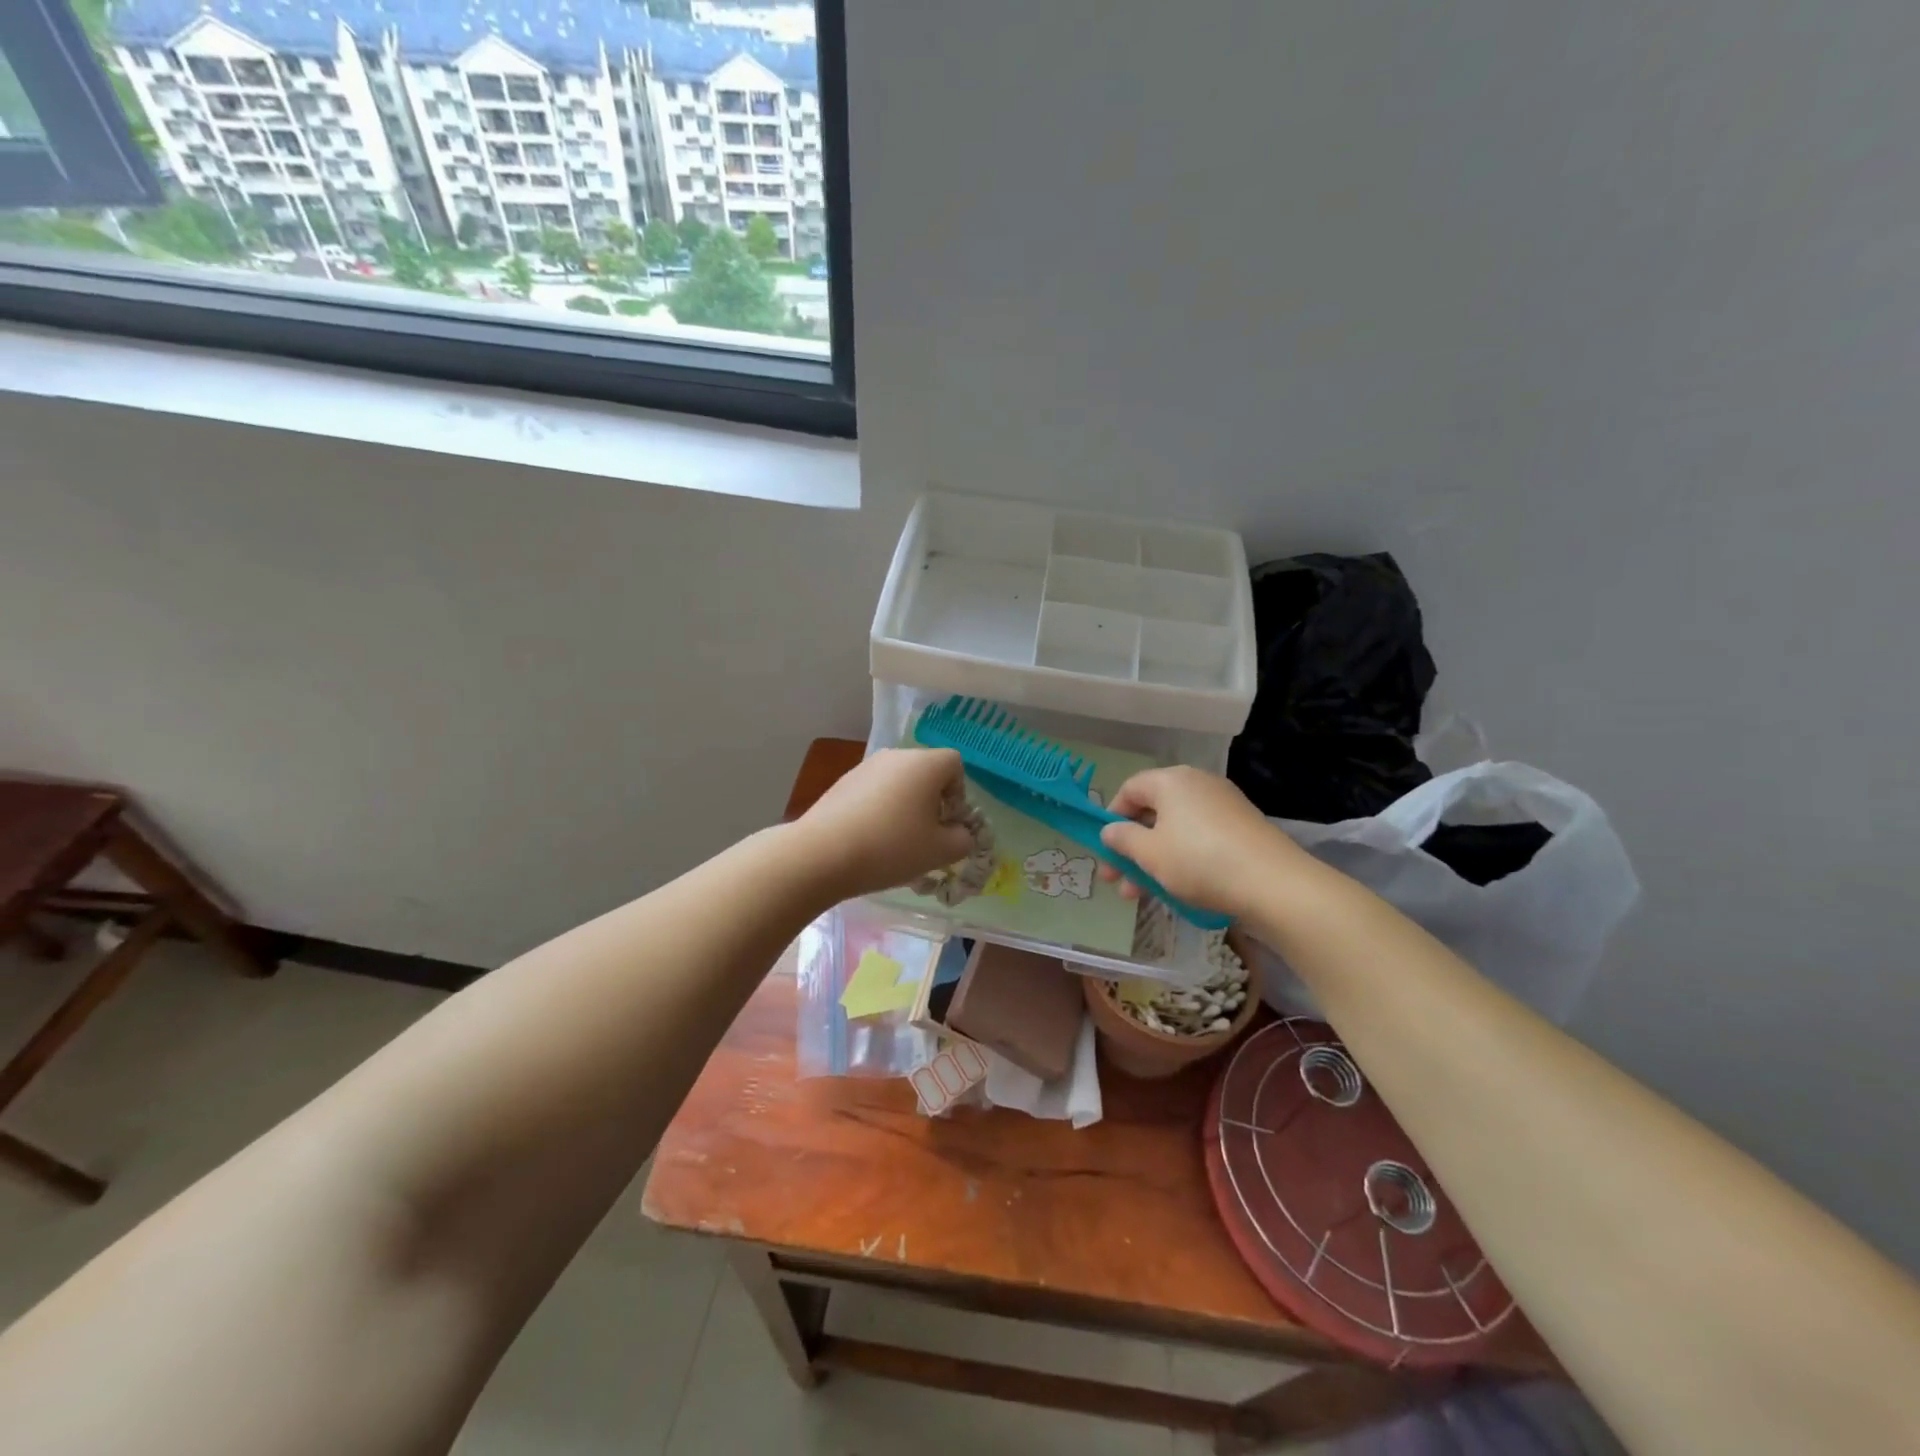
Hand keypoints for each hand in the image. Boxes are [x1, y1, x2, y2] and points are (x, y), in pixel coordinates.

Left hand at [793, 748, 978, 898]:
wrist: (822, 853)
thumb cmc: (892, 847)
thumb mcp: (940, 852)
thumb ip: (963, 840)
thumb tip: (959, 833)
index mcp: (925, 764)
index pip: (955, 765)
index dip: (959, 794)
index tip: (947, 824)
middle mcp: (896, 756)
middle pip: (925, 773)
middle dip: (931, 802)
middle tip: (925, 837)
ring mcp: (865, 766)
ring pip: (898, 783)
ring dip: (904, 807)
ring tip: (895, 842)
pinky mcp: (842, 782)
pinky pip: (873, 792)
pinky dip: (879, 810)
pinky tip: (869, 840)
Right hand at [1098, 766, 1295, 917]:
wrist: (1273, 884)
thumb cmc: (1199, 861)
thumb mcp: (1150, 854)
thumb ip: (1123, 839)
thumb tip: (1109, 830)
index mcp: (1171, 780)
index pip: (1130, 789)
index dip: (1111, 817)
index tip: (1105, 849)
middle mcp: (1197, 784)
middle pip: (1153, 811)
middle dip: (1130, 847)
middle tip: (1116, 880)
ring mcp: (1224, 805)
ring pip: (1176, 829)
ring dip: (1153, 859)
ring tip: (1142, 896)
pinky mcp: (1242, 828)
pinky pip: (1200, 838)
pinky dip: (1182, 858)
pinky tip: (1177, 888)